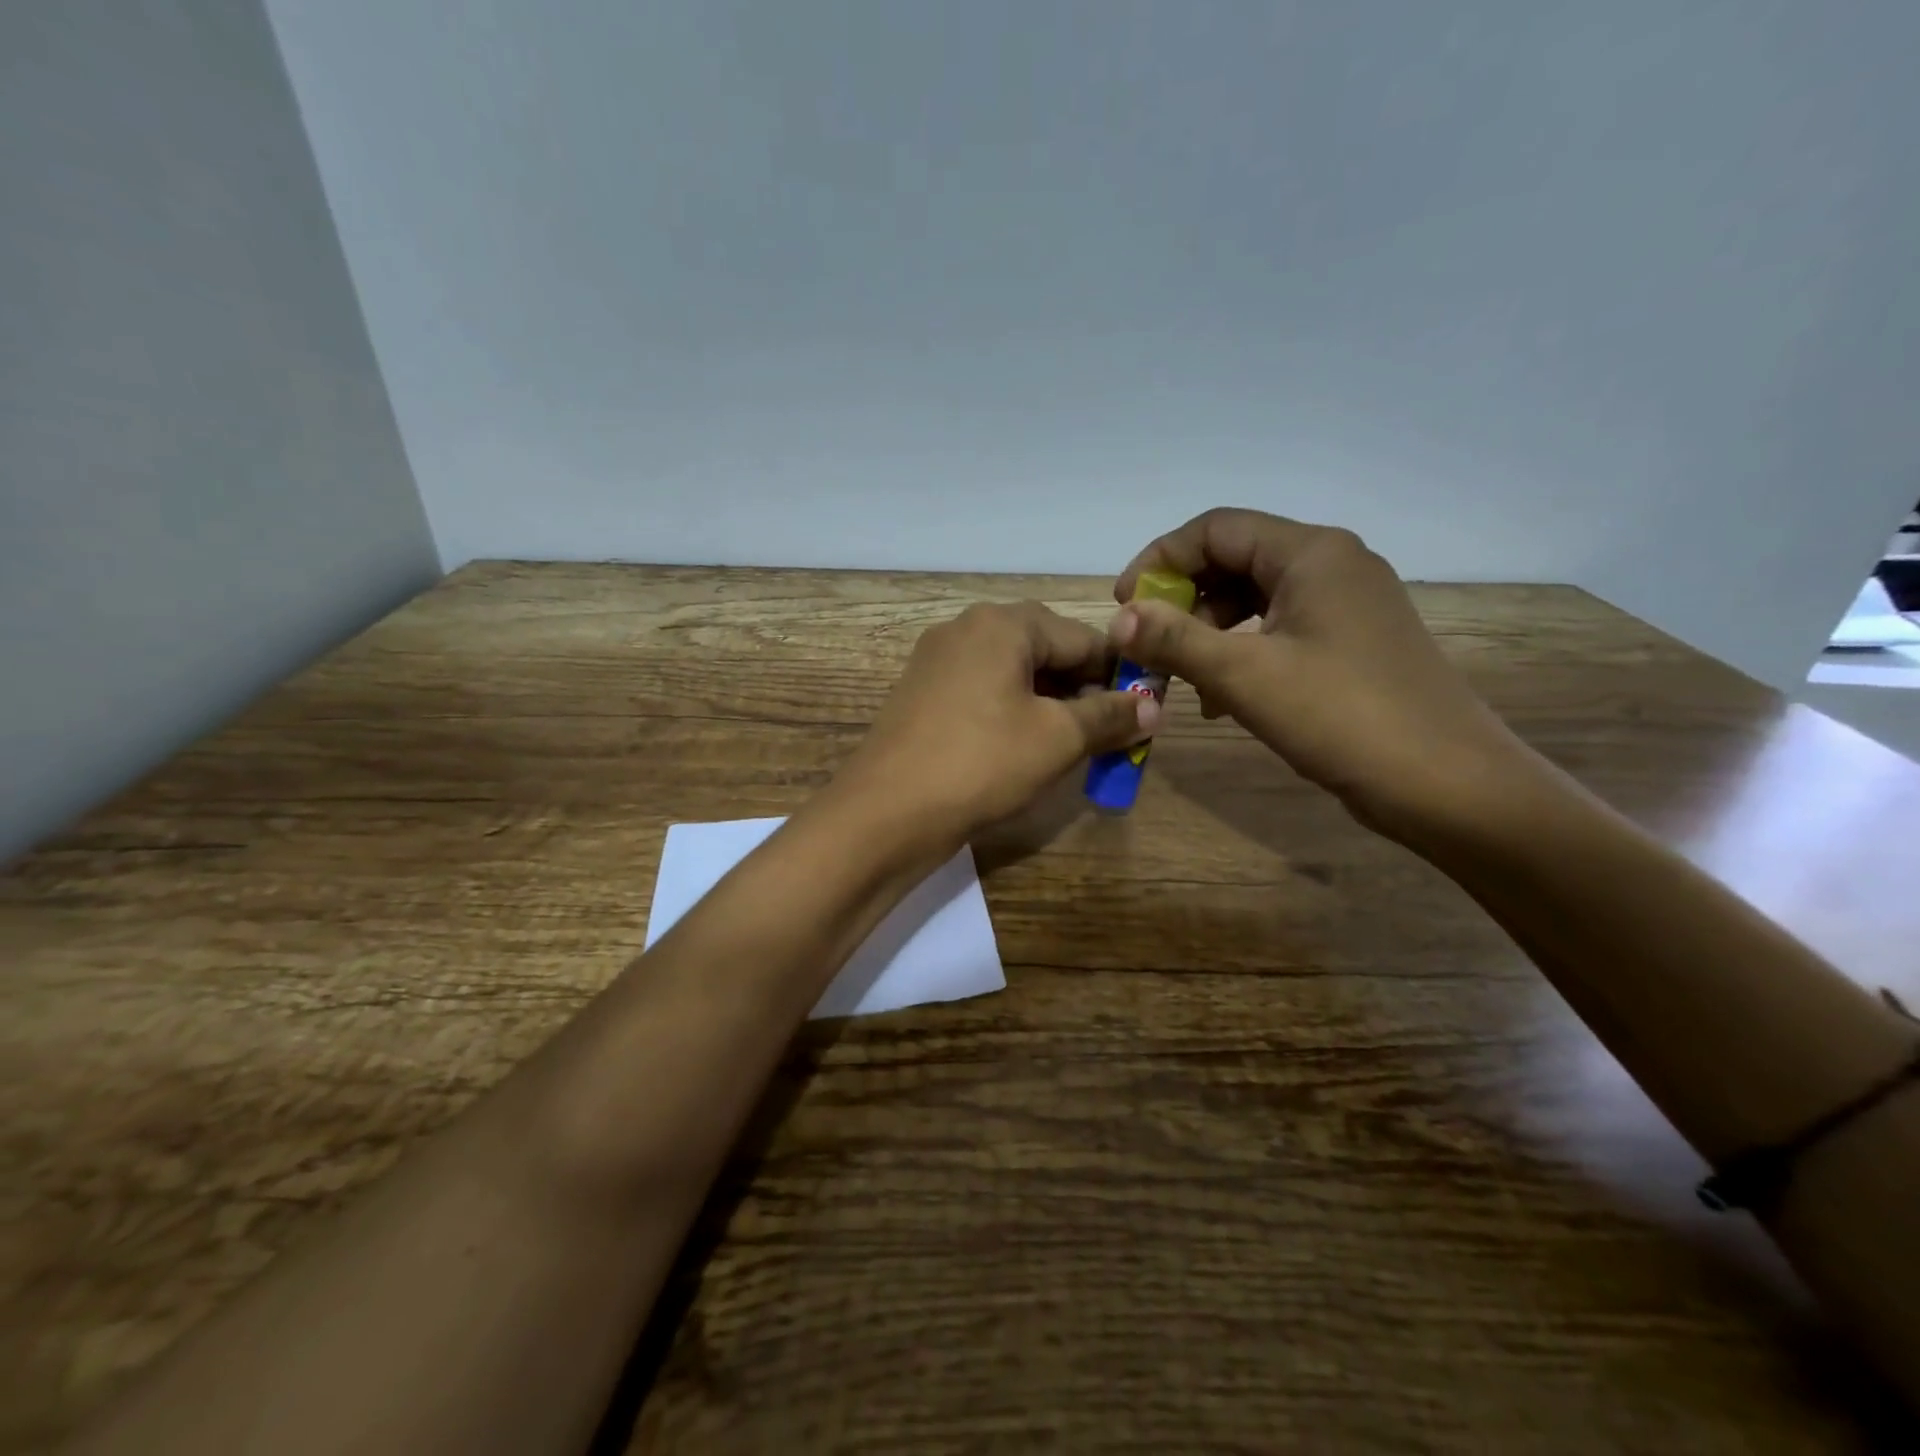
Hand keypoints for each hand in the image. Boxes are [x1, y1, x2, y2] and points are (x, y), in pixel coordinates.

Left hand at [839, 601, 1155, 842]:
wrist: (886, 812)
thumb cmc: (982, 763)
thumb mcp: (1057, 739)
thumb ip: (1110, 716)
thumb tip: (1154, 707)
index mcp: (1002, 623)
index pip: (1083, 637)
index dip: (1120, 674)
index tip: (1144, 712)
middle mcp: (966, 629)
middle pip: (1045, 650)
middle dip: (1082, 689)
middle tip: (1108, 733)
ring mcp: (937, 661)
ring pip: (1013, 673)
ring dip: (1050, 704)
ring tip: (1072, 745)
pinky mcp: (922, 695)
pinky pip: (983, 692)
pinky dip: (1013, 712)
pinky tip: (1024, 747)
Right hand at [1112, 508, 1525, 835]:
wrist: (1447, 784)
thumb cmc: (1343, 717)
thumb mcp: (1245, 676)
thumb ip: (1175, 639)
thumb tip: (1118, 617)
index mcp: (1311, 553)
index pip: (1215, 529)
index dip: (1160, 560)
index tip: (1125, 608)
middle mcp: (1332, 564)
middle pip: (1234, 560)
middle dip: (1182, 600)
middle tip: (1148, 646)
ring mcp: (1346, 605)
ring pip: (1253, 599)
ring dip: (1207, 632)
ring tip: (1180, 679)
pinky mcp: (1350, 643)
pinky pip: (1279, 630)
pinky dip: (1240, 653)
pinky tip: (1221, 698)